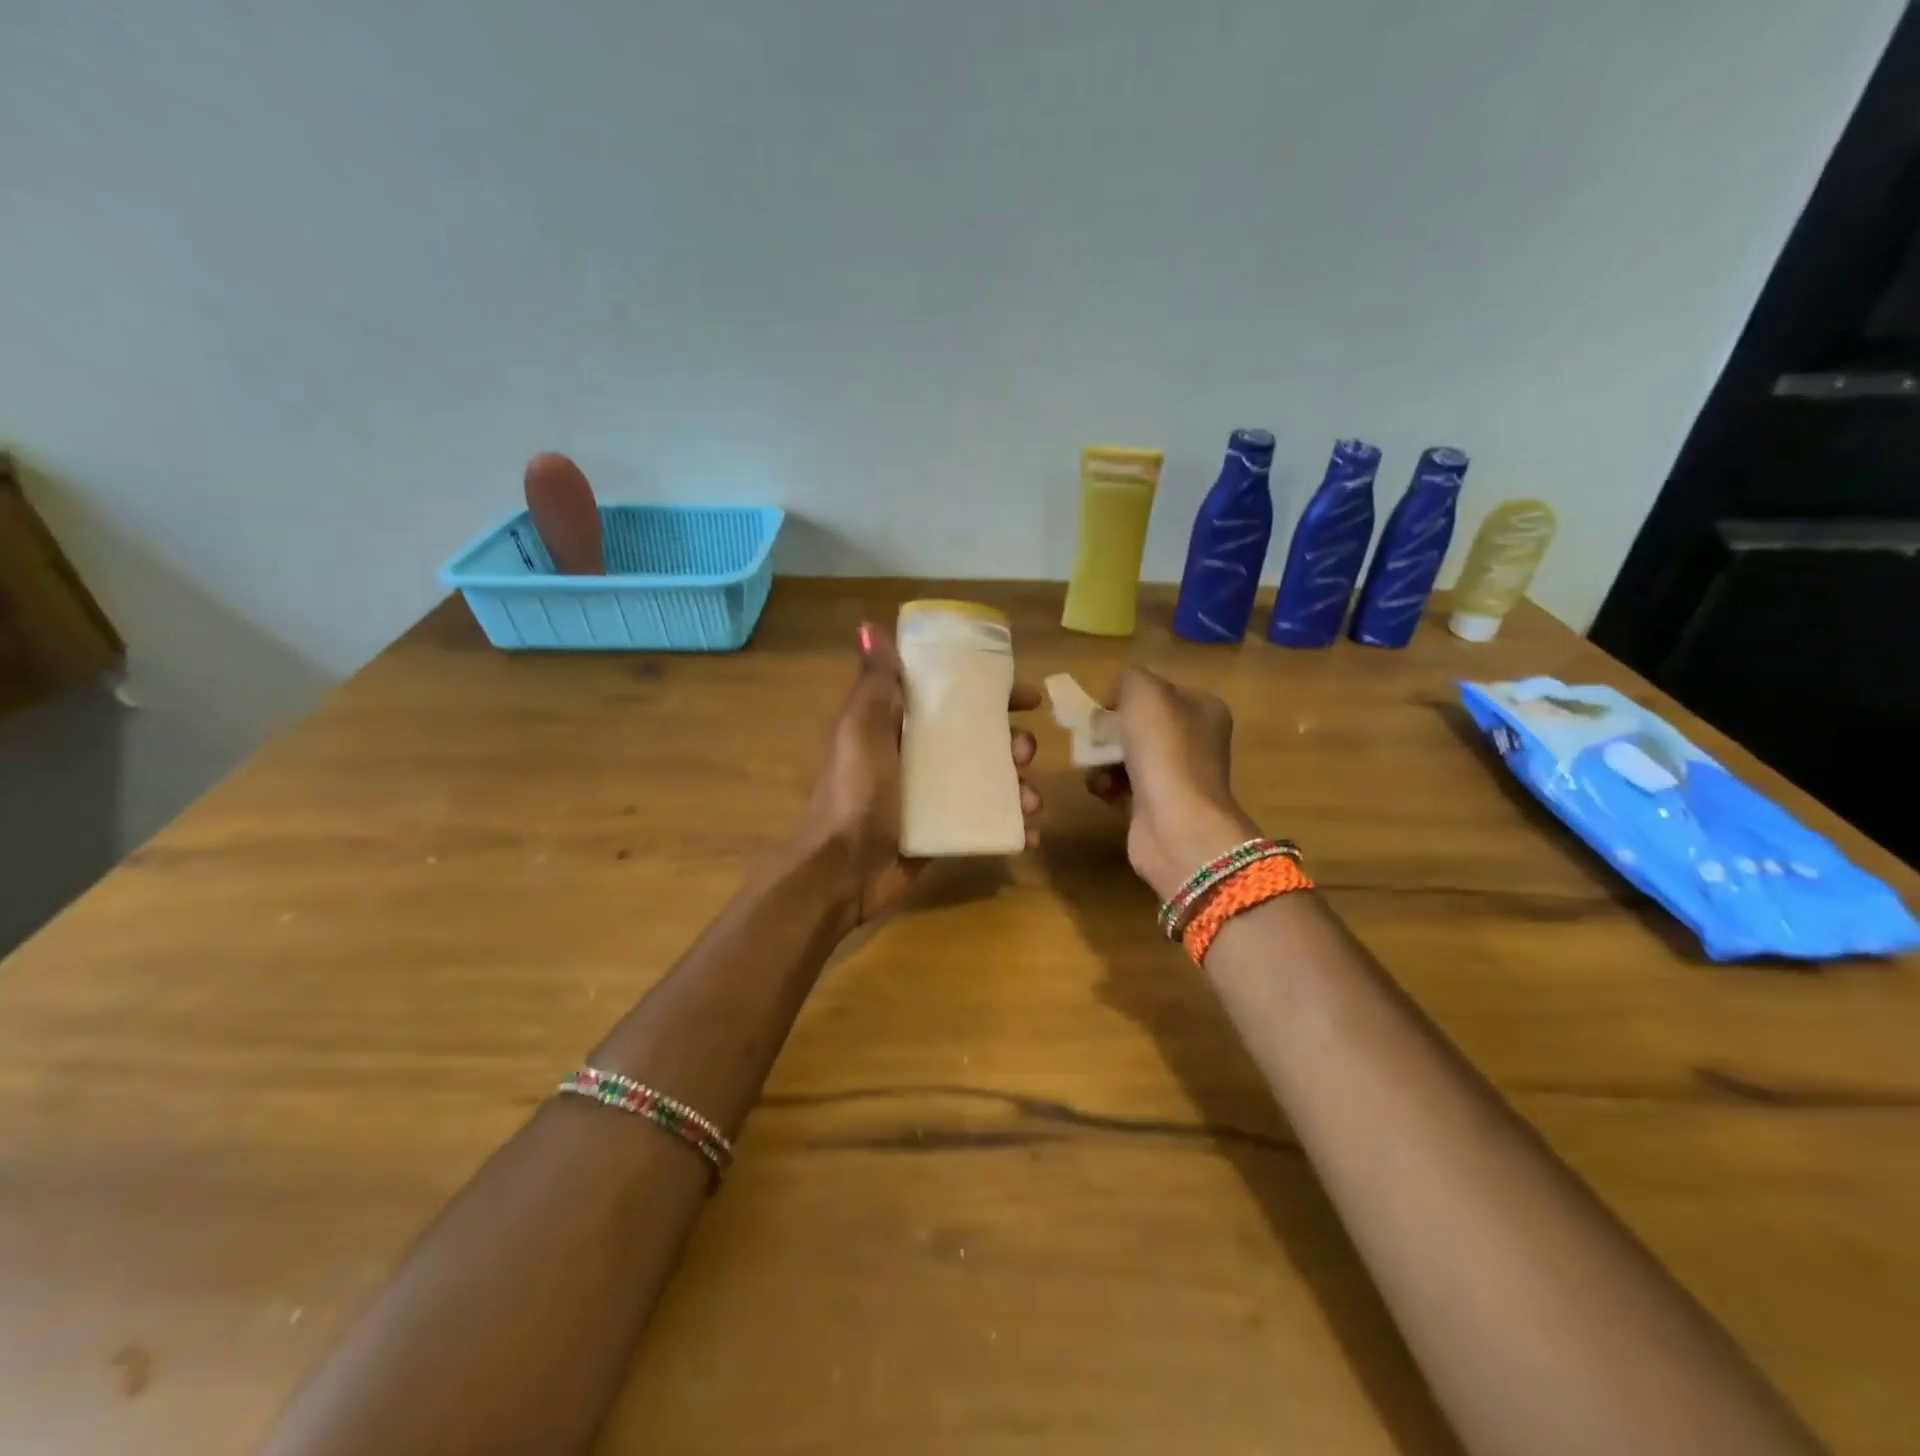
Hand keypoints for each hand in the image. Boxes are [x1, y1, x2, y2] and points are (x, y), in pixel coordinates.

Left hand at [800, 622, 1041, 923]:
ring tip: (1030, 801)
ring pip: (993, 780)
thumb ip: (875, 684)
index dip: (994, 692)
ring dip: (1021, 785)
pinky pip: (989, 821)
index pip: (956, 697)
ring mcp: (936, 797)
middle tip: (1024, 752)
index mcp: (902, 725)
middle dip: (1015, 742)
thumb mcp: (862, 731)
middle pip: (984, 738)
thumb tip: (869, 626)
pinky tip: (1029, 833)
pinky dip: (1013, 825)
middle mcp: (922, 756)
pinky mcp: (946, 831)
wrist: (843, 871)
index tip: (1028, 697)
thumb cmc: (856, 794)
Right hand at [1085, 667, 1259, 901]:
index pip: (1159, 691)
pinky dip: (1107, 785)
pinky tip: (1102, 791)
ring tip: (1095, 768)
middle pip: (1140, 725)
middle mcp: (1196, 740)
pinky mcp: (1159, 805)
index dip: (1127, 695)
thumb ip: (1131, 678)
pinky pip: (1124, 786)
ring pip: (1128, 755)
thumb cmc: (1163, 749)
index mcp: (1204, 709)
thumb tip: (1121, 692)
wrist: (1174, 822)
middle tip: (1094, 738)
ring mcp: (1179, 776)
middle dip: (1111, 731)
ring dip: (1104, 759)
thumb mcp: (1144, 692)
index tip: (1105, 707)